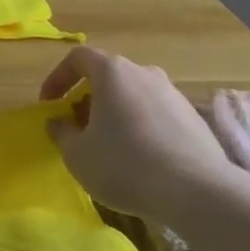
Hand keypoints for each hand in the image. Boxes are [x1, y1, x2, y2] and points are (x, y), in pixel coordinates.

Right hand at [41, 47, 235, 227]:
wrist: (199, 192)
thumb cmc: (125, 164)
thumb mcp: (77, 154)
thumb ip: (62, 133)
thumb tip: (59, 122)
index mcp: (112, 72)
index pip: (78, 58)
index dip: (58, 77)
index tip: (51, 104)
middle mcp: (144, 73)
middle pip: (108, 77)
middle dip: (88, 99)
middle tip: (79, 128)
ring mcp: (173, 94)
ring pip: (134, 96)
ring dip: (117, 114)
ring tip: (110, 146)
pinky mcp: (194, 119)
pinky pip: (157, 115)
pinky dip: (142, 128)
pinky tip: (142, 160)